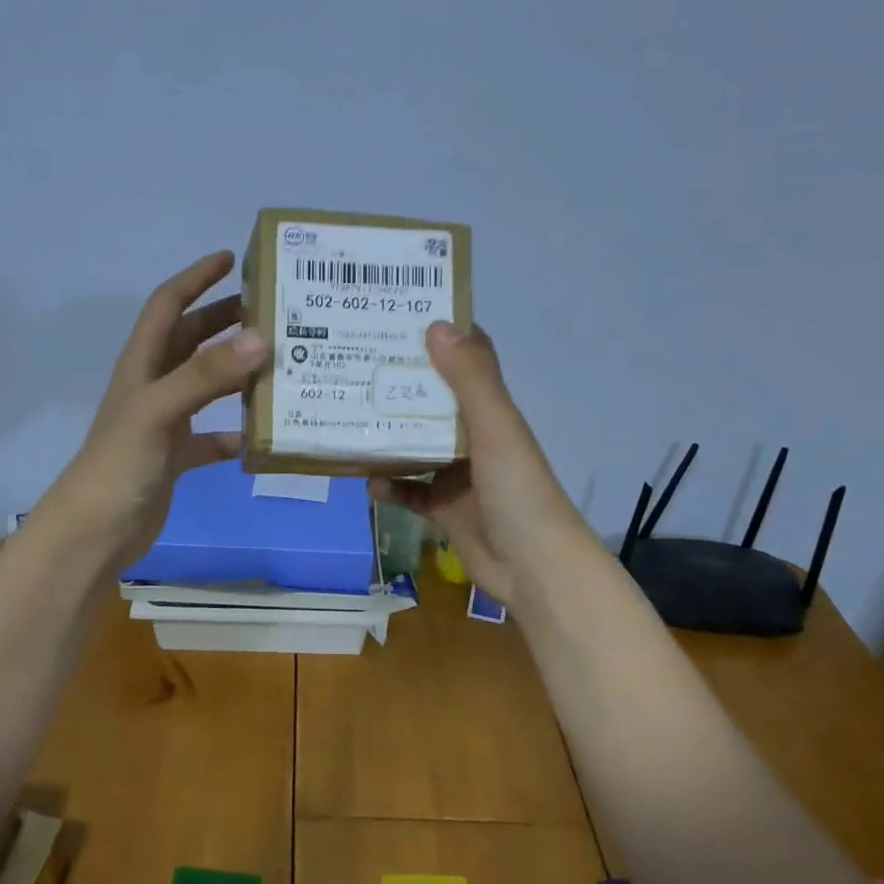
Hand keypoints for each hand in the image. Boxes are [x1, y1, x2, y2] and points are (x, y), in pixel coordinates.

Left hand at [40, 251, 267, 568]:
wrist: (95, 532)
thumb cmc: (120, 463)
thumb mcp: (159, 410)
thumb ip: (206, 375)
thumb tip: (261, 338)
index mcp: (142, 364)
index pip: (167, 305)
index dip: (195, 278)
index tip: (231, 258)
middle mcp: (153, 386)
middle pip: (190, 340)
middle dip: (223, 319)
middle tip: (268, 309)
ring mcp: (164, 423)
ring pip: (204, 384)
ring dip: (234, 370)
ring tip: (275, 361)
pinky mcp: (174, 457)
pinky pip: (210, 436)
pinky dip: (232, 431)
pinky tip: (257, 434)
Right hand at [370, 322, 580, 605]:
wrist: (533, 567)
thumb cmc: (518, 490)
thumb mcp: (495, 428)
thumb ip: (469, 379)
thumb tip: (435, 325)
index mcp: (491, 411)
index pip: (469, 360)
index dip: (442, 336)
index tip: (401, 315)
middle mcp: (475, 436)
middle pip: (434, 399)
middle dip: (401, 382)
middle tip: (357, 362)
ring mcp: (458, 474)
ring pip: (417, 444)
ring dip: (389, 433)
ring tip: (349, 415)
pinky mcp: (445, 508)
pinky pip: (410, 490)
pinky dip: (390, 485)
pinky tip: (367, 480)